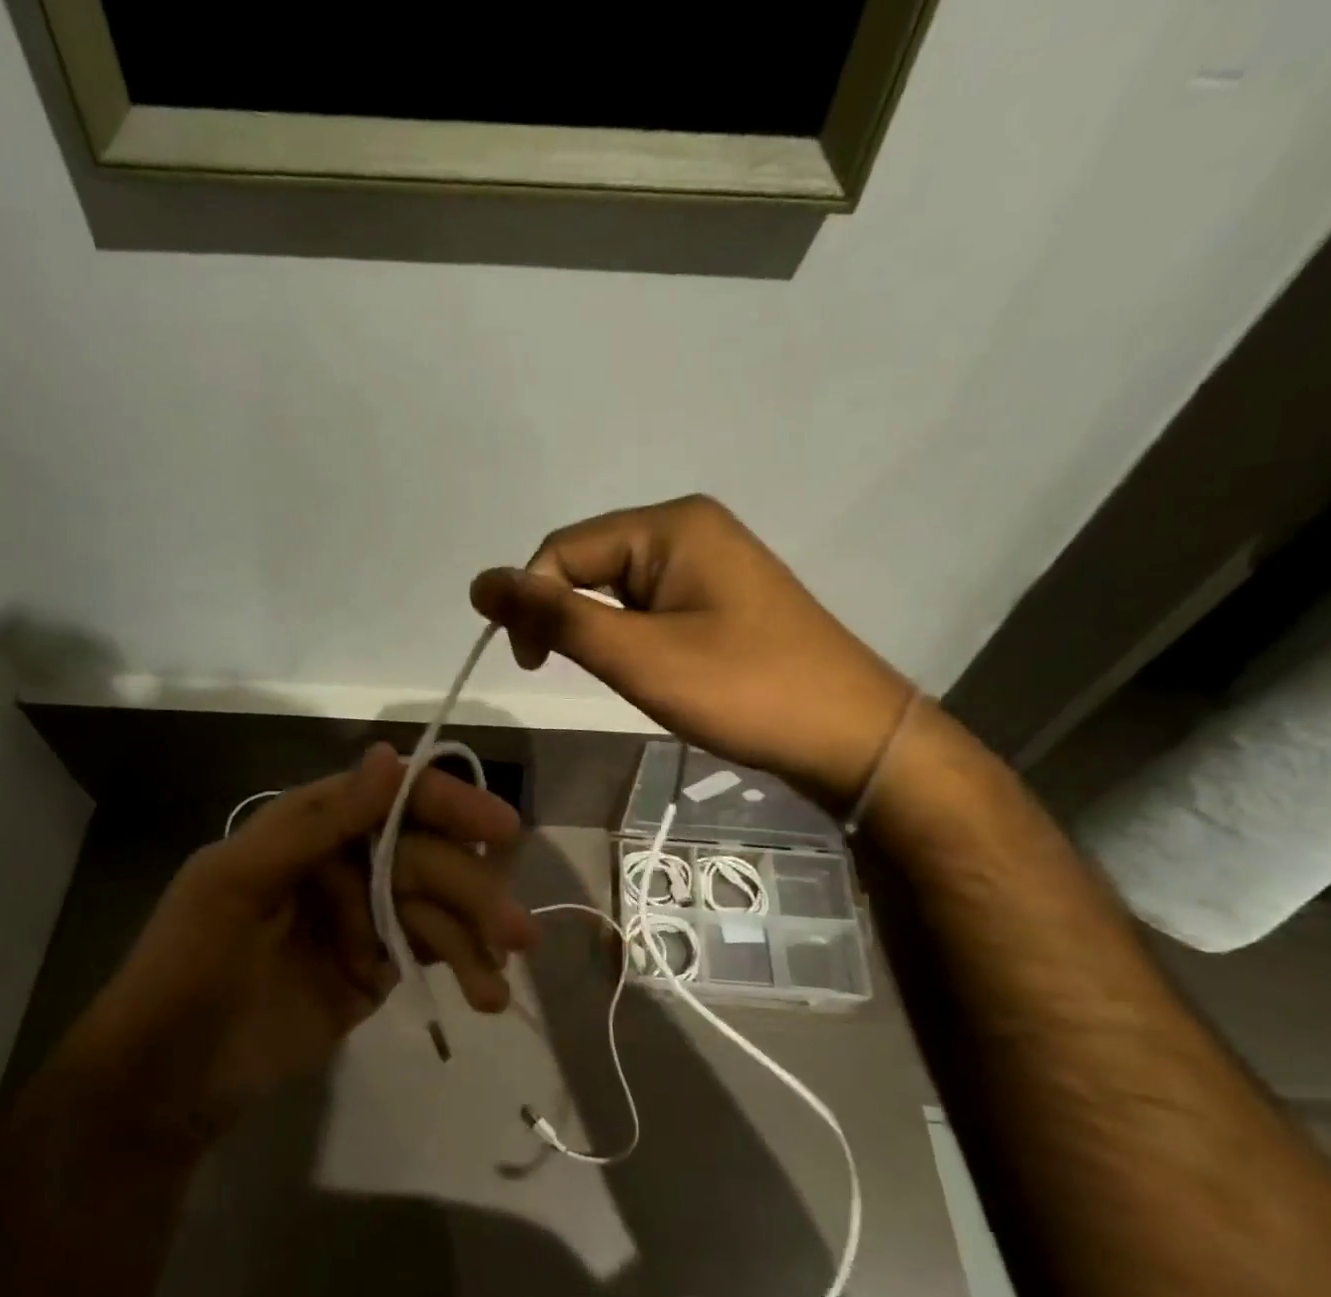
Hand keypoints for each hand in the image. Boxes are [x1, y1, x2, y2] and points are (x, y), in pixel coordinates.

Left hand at [52, 744, 529, 1142]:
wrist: (163, 1085)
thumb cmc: (187, 969)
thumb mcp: (239, 885)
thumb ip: (319, 824)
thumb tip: (389, 755)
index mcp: (307, 828)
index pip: (388, 797)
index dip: (446, 805)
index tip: (498, 829)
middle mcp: (343, 861)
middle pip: (423, 857)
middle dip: (469, 890)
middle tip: (517, 930)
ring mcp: (362, 917)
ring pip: (435, 908)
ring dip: (473, 938)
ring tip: (496, 983)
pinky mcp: (377, 968)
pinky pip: (430, 951)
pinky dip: (462, 967)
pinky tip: (485, 992)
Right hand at [470, 495, 913, 808]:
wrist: (850, 736)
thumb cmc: (742, 691)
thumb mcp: (638, 656)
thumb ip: (556, 617)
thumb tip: (480, 581)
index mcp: (671, 525)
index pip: (564, 548)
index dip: (531, 602)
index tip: (529, 666)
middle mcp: (690, 528)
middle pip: (592, 562)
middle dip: (572, 618)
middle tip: (590, 676)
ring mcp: (711, 562)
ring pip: (619, 589)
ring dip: (604, 632)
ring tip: (631, 677)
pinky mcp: (721, 597)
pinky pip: (652, 605)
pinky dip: (634, 638)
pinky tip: (655, 670)